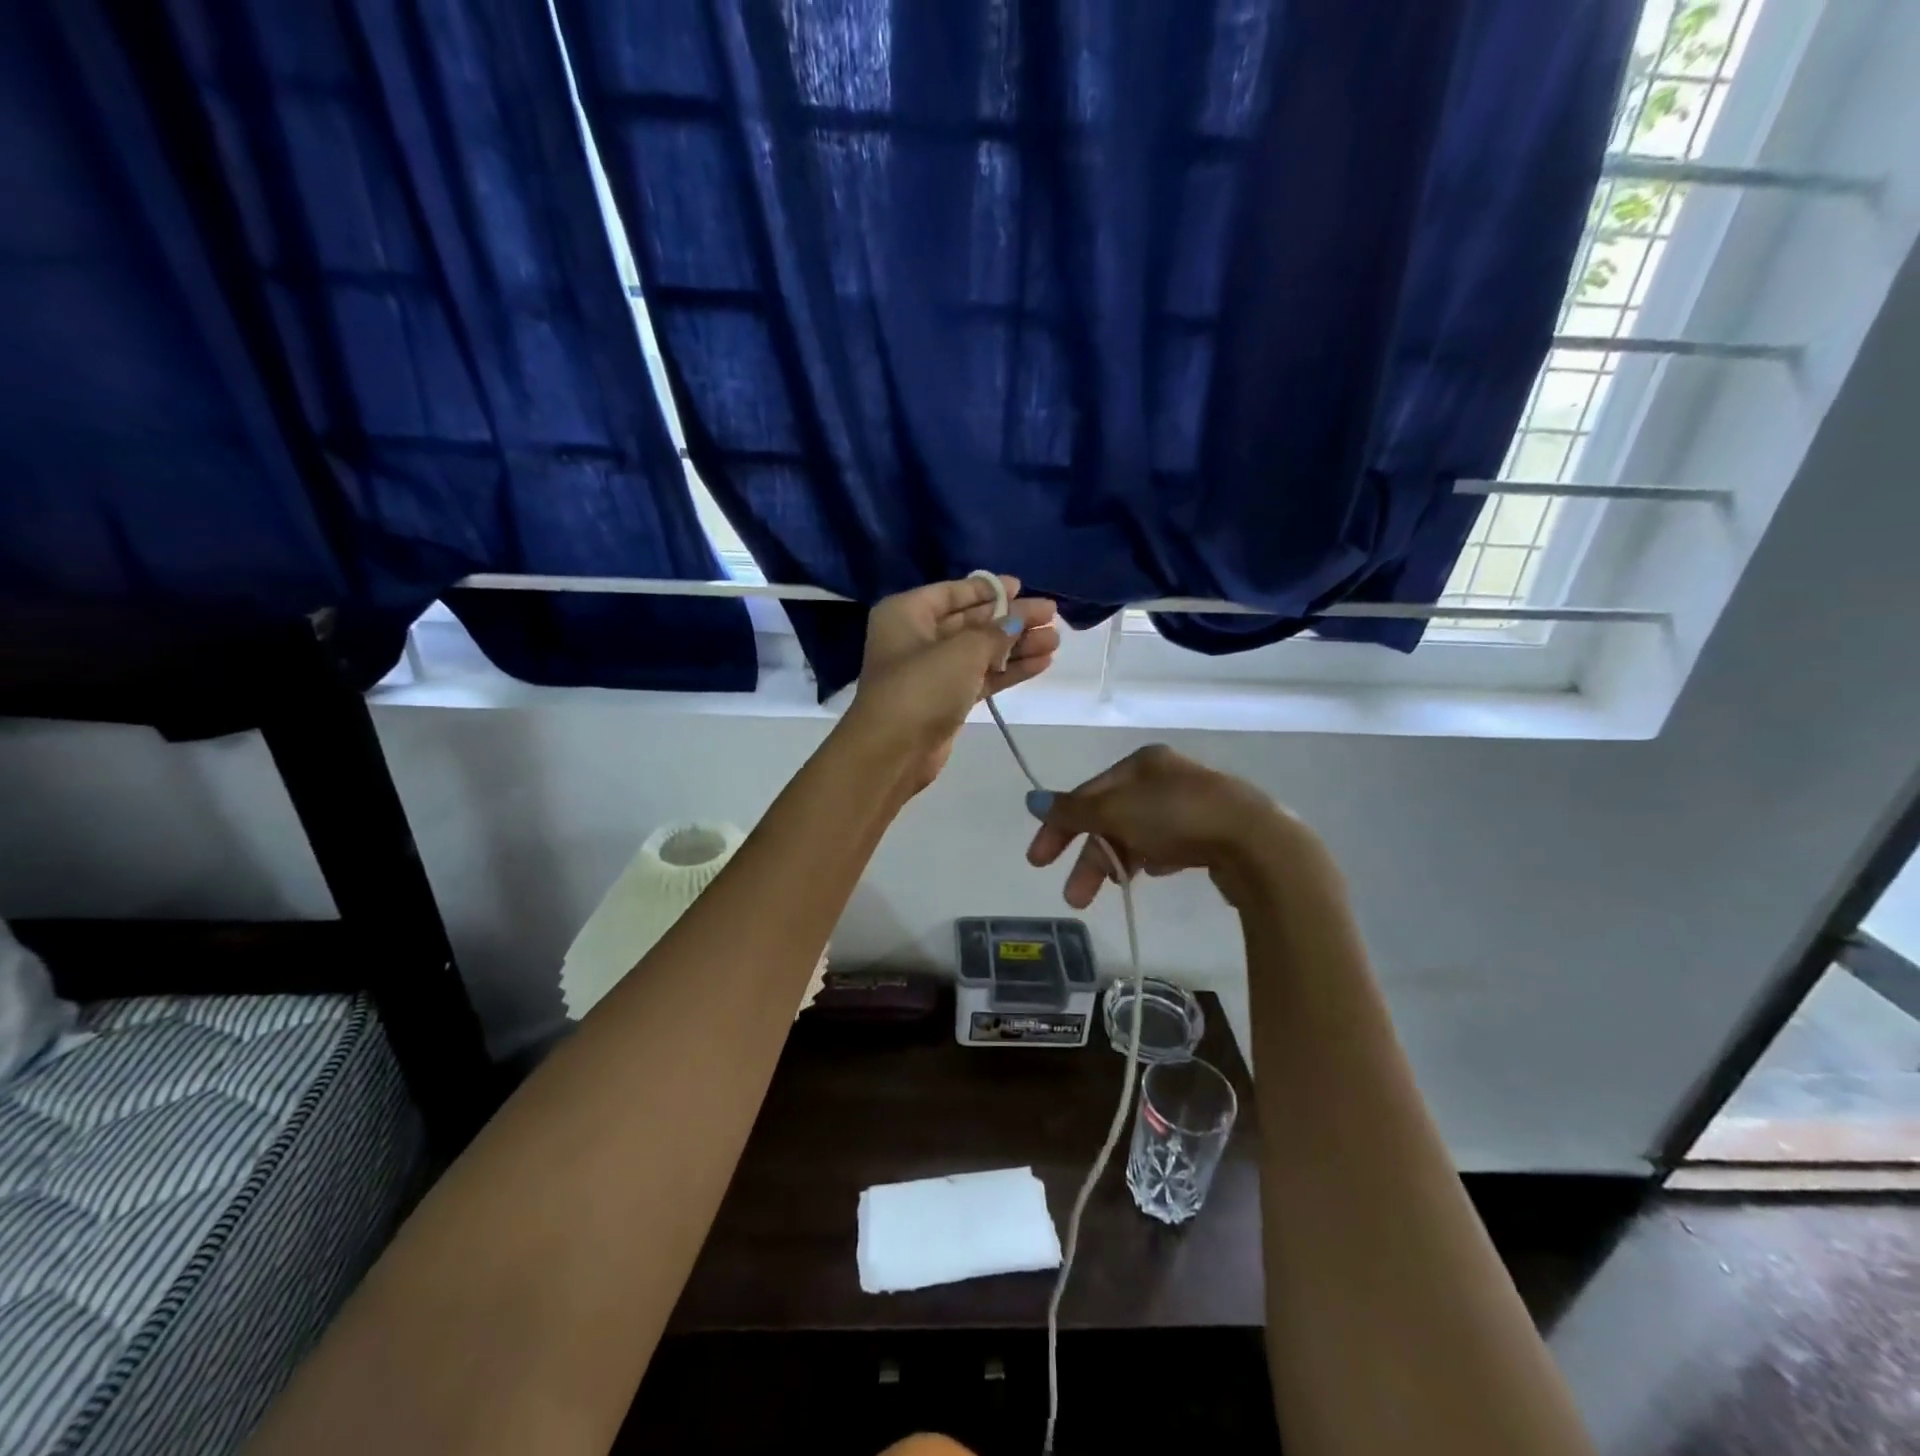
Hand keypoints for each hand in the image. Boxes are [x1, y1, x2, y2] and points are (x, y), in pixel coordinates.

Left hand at [847, 575, 1058, 792]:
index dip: (988, 589)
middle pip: (970, 621)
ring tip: (1055, 640)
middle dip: (1010, 619)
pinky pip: (981, 676)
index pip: (952, 593)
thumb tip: (1017, 621)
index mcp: (906, 613)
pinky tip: (1042, 663)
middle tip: (1050, 614)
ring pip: (980, 651)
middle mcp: (916, 637)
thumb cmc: (922, 687)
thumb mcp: (962, 651)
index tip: (1022, 587)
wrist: (893, 751)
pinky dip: (1009, 670)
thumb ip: (995, 632)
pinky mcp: (946, 700)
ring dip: (1016, 646)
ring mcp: (931, 671)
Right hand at [1026, 745, 1309, 907]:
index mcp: (1142, 763)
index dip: (1059, 826)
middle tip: (1074, 898)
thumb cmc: (1177, 817)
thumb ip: (1073, 811)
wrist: (1256, 844)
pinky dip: (1152, 859)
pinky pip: (1168, 846)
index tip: (1038, 861)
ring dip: (1119, 863)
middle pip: (1111, 818)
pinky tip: (1155, 874)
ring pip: (1139, 835)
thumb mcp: (1115, 811)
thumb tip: (1033, 800)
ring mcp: (1192, 805)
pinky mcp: (1212, 833)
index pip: (1087, 794)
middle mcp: (1166, 777)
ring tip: (1115, 890)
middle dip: (1090, 858)